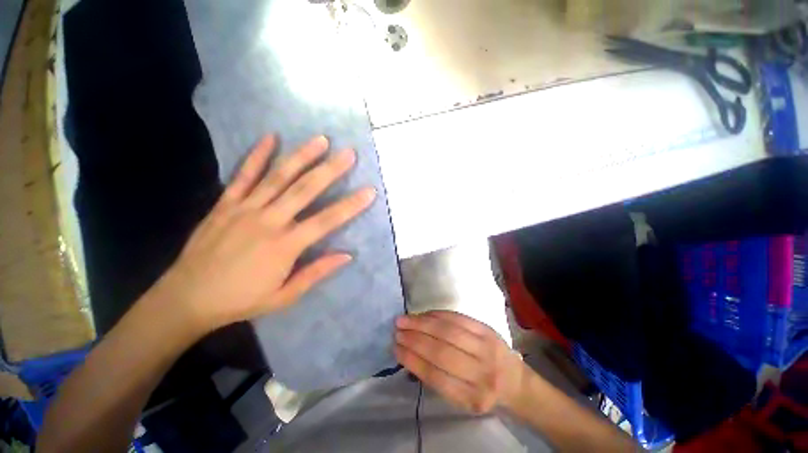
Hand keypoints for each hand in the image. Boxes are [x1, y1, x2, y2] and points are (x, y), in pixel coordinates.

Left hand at [154, 134, 374, 333]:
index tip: (369, 191)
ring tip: (320, 140)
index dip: (350, 205)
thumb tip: (347, 255)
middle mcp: (268, 221)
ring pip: (278, 177)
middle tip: (348, 154)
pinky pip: (243, 175)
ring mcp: (245, 209)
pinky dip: (257, 156)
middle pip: (305, 190)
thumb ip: (316, 273)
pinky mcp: (225, 204)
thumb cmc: (241, 300)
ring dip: (301, 156)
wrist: (186, 298)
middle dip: (330, 170)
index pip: (327, 221)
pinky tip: (271, 138)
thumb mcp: (285, 296)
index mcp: (285, 246)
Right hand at [394, 311, 525, 414]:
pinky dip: (437, 315)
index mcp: (473, 398)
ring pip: (448, 331)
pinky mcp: (487, 329)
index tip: (396, 349)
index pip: (436, 377)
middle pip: (441, 351)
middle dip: (415, 339)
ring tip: (405, 320)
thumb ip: (437, 379)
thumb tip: (409, 354)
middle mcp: (482, 373)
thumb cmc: (483, 392)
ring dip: (423, 323)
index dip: (413, 360)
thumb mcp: (462, 398)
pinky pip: (458, 318)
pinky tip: (424, 314)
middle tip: (397, 331)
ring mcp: (486, 347)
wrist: (515, 381)